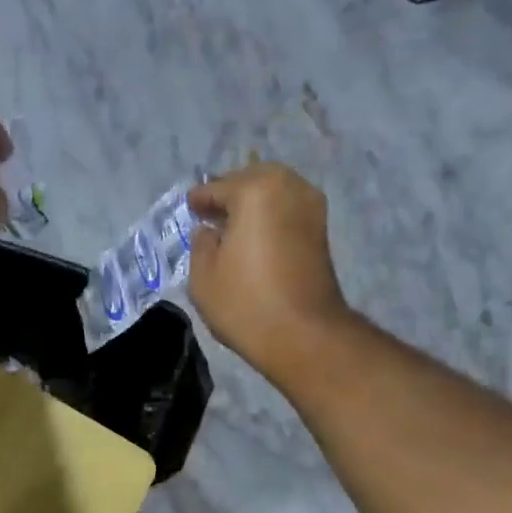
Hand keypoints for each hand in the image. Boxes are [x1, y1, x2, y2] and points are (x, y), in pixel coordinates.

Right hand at [188, 163, 349, 377]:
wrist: (302, 333)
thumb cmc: (245, 303)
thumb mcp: (203, 277)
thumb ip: (201, 245)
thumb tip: (208, 231)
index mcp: (254, 191)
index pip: (217, 188)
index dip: (199, 199)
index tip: (190, 207)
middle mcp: (287, 187)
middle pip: (251, 179)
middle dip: (230, 192)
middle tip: (211, 213)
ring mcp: (310, 206)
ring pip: (274, 191)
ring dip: (253, 202)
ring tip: (233, 225)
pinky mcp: (321, 228)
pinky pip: (287, 208)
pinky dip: (270, 214)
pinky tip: (254, 235)